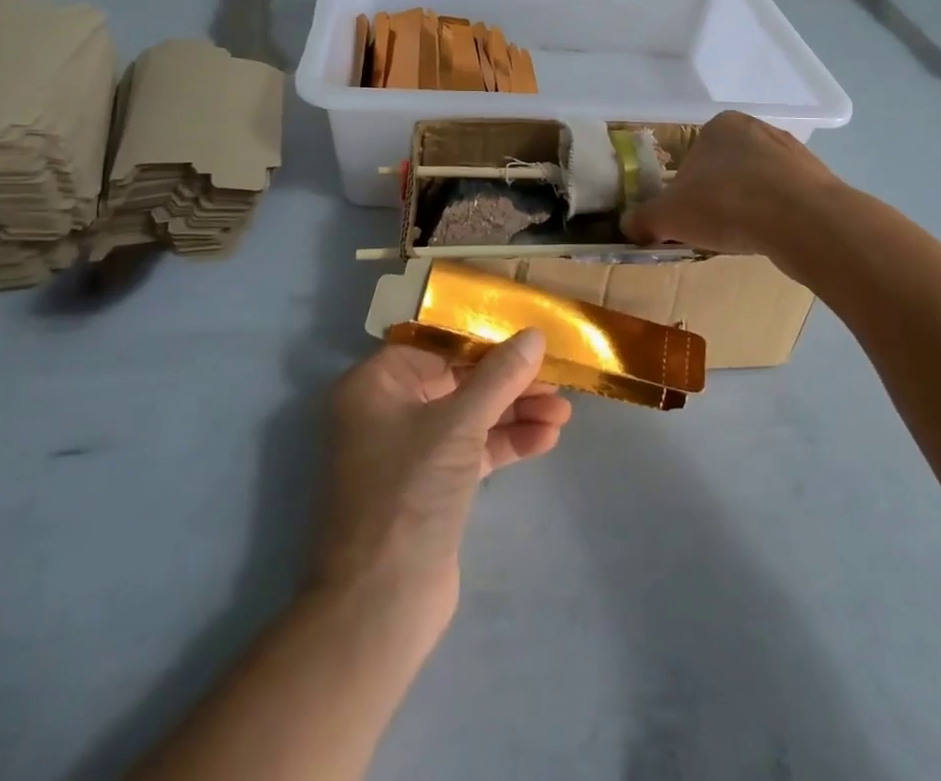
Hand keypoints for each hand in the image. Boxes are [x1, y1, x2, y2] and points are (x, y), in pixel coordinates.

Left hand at [312, 331, 572, 643]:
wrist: (380, 606)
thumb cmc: (410, 493)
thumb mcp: (459, 425)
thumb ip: (500, 376)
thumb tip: (534, 334)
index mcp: (376, 384)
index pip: (439, 346)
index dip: (486, 341)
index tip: (530, 340)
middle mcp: (387, 410)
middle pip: (458, 381)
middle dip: (509, 383)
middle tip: (557, 381)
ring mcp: (408, 451)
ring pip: (469, 417)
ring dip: (515, 413)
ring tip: (564, 413)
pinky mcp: (430, 486)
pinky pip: (471, 450)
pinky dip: (506, 443)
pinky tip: (546, 439)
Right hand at [624, 111, 840, 256]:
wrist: (804, 221)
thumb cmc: (726, 204)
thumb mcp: (669, 216)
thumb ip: (644, 219)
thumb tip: (627, 225)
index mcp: (719, 125)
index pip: (692, 155)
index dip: (684, 188)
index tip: (686, 215)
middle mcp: (757, 128)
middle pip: (725, 167)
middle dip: (717, 195)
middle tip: (711, 228)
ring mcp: (792, 152)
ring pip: (757, 182)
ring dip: (747, 206)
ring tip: (742, 237)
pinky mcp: (818, 179)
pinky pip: (786, 199)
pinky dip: (775, 216)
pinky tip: (771, 237)